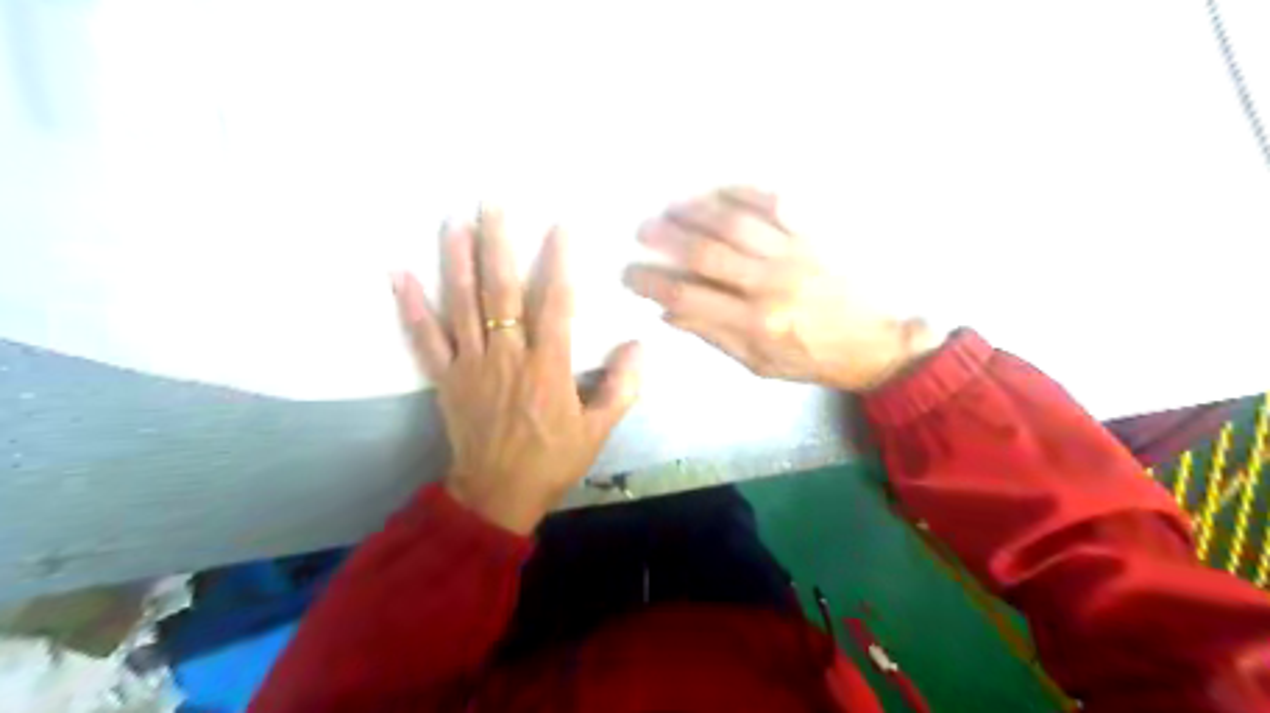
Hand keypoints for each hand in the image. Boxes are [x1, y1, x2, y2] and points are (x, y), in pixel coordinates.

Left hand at [389, 209, 646, 537]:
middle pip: (501, 291)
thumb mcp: (597, 431)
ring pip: (461, 304)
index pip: (556, 304)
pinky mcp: (445, 378)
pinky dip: (411, 306)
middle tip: (491, 202)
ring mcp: (470, 365)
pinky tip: (399, 273)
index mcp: (547, 369)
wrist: (498, 494)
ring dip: (456, 260)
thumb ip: (620, 388)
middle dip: (498, 243)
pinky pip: (425, 338)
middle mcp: (507, 357)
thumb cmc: (552, 461)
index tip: (561, 225)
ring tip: (453, 221)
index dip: (560, 262)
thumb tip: (640, 346)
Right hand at [621, 188, 934, 392]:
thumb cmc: (813, 358)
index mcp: (756, 324)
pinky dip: (743, 192)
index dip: (652, 283)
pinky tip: (718, 189)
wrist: (877, 342)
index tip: (629, 273)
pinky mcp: (813, 234)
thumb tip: (669, 313)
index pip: (689, 297)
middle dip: (667, 239)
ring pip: (735, 223)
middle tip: (642, 231)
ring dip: (697, 211)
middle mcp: (770, 285)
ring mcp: (793, 254)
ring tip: (670, 207)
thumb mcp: (760, 365)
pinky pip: (775, 203)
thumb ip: (714, 337)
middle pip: (706, 253)